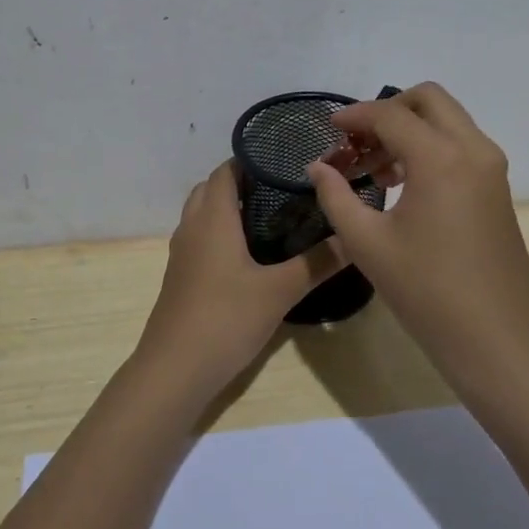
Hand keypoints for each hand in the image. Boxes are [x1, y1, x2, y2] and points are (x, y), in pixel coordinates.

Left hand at [137, 161, 346, 396]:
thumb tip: (354, 238)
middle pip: (211, 188)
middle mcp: (192, 227)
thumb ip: (317, 262)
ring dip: (228, 206)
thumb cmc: (226, 318)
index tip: (284, 161)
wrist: (175, 369)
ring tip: (269, 215)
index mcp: (213, 218)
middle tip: (282, 187)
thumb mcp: (279, 291)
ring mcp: (182, 253)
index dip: (250, 160)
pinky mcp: (180, 276)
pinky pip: (199, 237)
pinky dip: (219, 231)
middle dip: (241, 181)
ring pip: (202, 213)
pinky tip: (247, 253)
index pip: (225, 171)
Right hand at [305, 83, 528, 352]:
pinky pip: (460, 144)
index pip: (390, 114)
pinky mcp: (497, 186)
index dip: (354, 116)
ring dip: (409, 129)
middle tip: (357, 141)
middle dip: (387, 110)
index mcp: (440, 158)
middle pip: (428, 99)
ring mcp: (491, 167)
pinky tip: (403, 184)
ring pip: (447, 120)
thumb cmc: (426, 291)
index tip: (328, 128)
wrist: (497, 337)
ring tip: (374, 169)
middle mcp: (472, 149)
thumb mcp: (367, 243)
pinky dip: (429, 146)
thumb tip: (318, 167)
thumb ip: (336, 196)